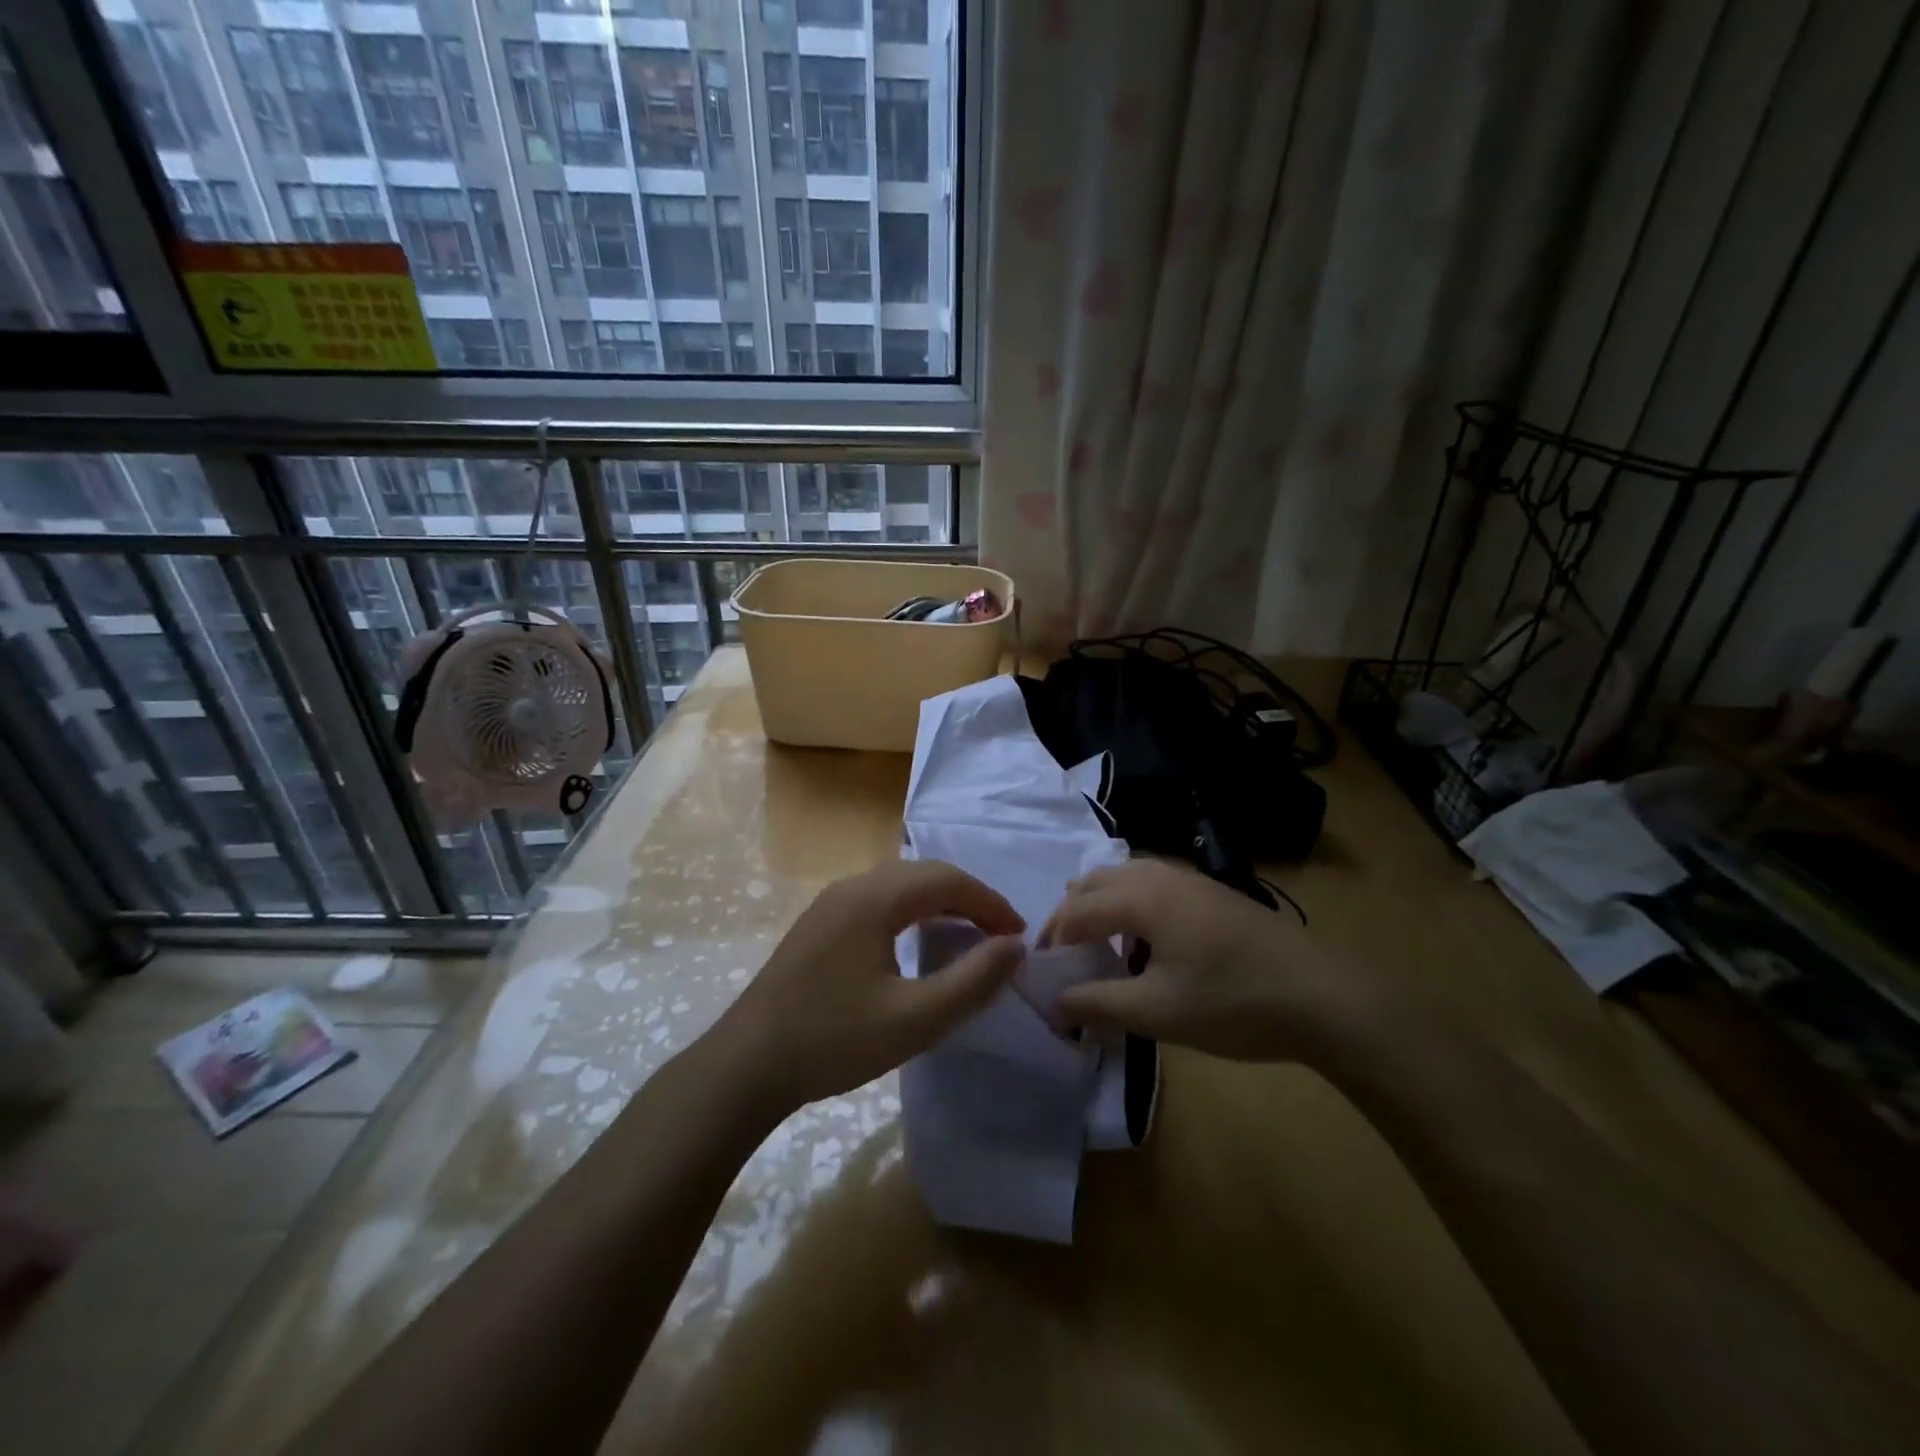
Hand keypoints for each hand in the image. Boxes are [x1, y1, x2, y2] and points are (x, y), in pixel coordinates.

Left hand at [711, 859, 1025, 1111]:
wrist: (746, 1065)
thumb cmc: (834, 1040)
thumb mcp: (915, 1019)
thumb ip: (972, 981)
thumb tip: (1014, 946)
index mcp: (875, 898)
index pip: (948, 879)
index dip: (990, 902)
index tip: (1018, 935)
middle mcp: (852, 887)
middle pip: (923, 874)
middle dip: (968, 898)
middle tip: (999, 936)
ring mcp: (829, 903)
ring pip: (899, 886)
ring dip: (939, 903)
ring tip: (967, 937)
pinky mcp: (818, 924)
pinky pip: (878, 901)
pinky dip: (911, 913)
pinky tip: (916, 945)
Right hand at [1041, 860, 1374, 1062]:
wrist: (1322, 997)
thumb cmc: (1232, 1004)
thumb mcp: (1157, 1012)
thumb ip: (1098, 1003)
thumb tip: (1054, 1004)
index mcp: (1141, 898)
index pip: (1076, 910)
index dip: (1053, 940)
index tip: (1045, 975)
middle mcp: (1160, 876)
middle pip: (1096, 881)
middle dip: (1071, 914)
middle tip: (1064, 954)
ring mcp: (1191, 879)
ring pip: (1126, 876)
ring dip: (1101, 903)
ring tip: (1096, 941)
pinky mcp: (1213, 892)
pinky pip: (1153, 883)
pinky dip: (1131, 902)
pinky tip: (1145, 938)